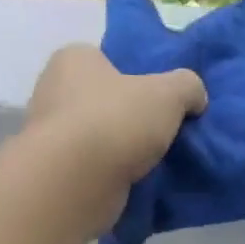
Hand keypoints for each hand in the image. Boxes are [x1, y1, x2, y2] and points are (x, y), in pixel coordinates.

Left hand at [25, 44, 205, 192]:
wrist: (76, 181)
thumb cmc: (117, 121)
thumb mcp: (168, 94)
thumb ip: (188, 87)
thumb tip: (196, 97)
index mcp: (74, 59)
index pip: (107, 61)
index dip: (134, 79)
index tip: (157, 101)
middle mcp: (53, 90)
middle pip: (101, 101)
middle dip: (127, 117)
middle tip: (158, 134)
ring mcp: (49, 134)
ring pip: (95, 137)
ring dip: (119, 150)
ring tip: (150, 164)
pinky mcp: (54, 171)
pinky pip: (90, 168)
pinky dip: (108, 175)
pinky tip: (131, 184)